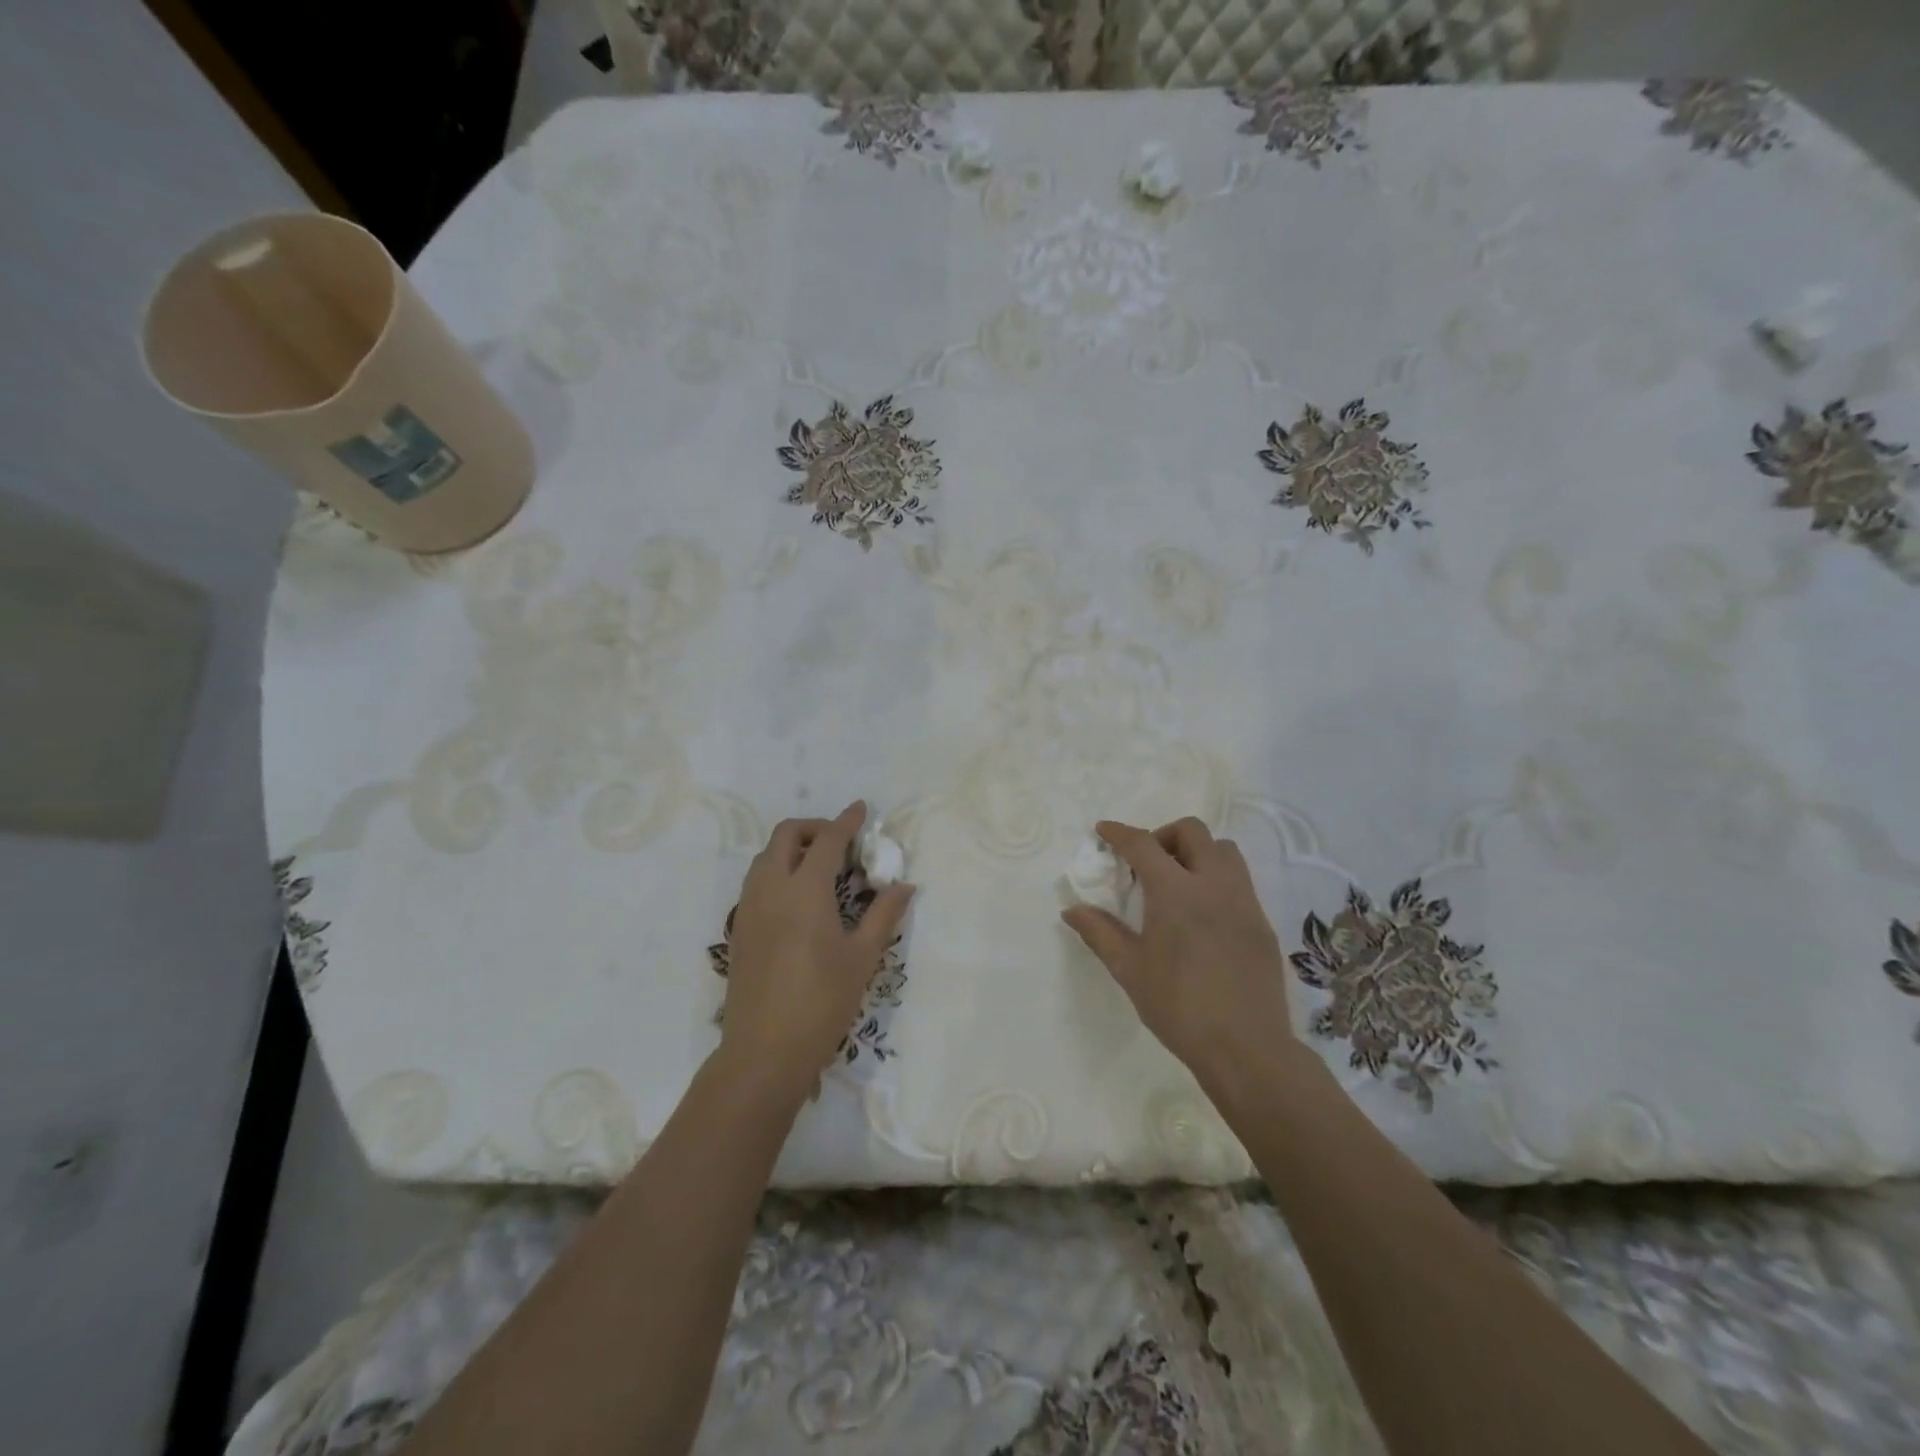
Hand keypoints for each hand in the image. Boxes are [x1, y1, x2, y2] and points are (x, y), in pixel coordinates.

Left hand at [716, 801, 913, 1104]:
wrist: (764, 1050)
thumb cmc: (822, 1001)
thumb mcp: (862, 957)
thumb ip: (883, 914)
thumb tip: (903, 885)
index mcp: (805, 889)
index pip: (827, 840)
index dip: (846, 821)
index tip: (861, 809)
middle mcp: (771, 888)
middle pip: (786, 835)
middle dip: (814, 827)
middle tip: (841, 842)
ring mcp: (749, 907)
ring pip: (766, 857)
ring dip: (792, 848)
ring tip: (820, 867)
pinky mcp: (739, 928)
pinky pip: (756, 881)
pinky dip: (777, 871)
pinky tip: (797, 898)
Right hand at [1061, 818, 1297, 1081]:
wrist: (1246, 1048)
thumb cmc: (1178, 1006)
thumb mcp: (1129, 969)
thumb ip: (1099, 932)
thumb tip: (1072, 909)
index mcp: (1175, 891)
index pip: (1143, 844)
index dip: (1119, 833)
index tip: (1103, 831)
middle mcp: (1213, 883)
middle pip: (1191, 831)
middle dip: (1163, 835)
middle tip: (1145, 862)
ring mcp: (1244, 901)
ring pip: (1223, 850)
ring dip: (1196, 851)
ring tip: (1177, 881)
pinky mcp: (1261, 922)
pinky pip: (1239, 880)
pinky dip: (1216, 878)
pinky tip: (1202, 913)